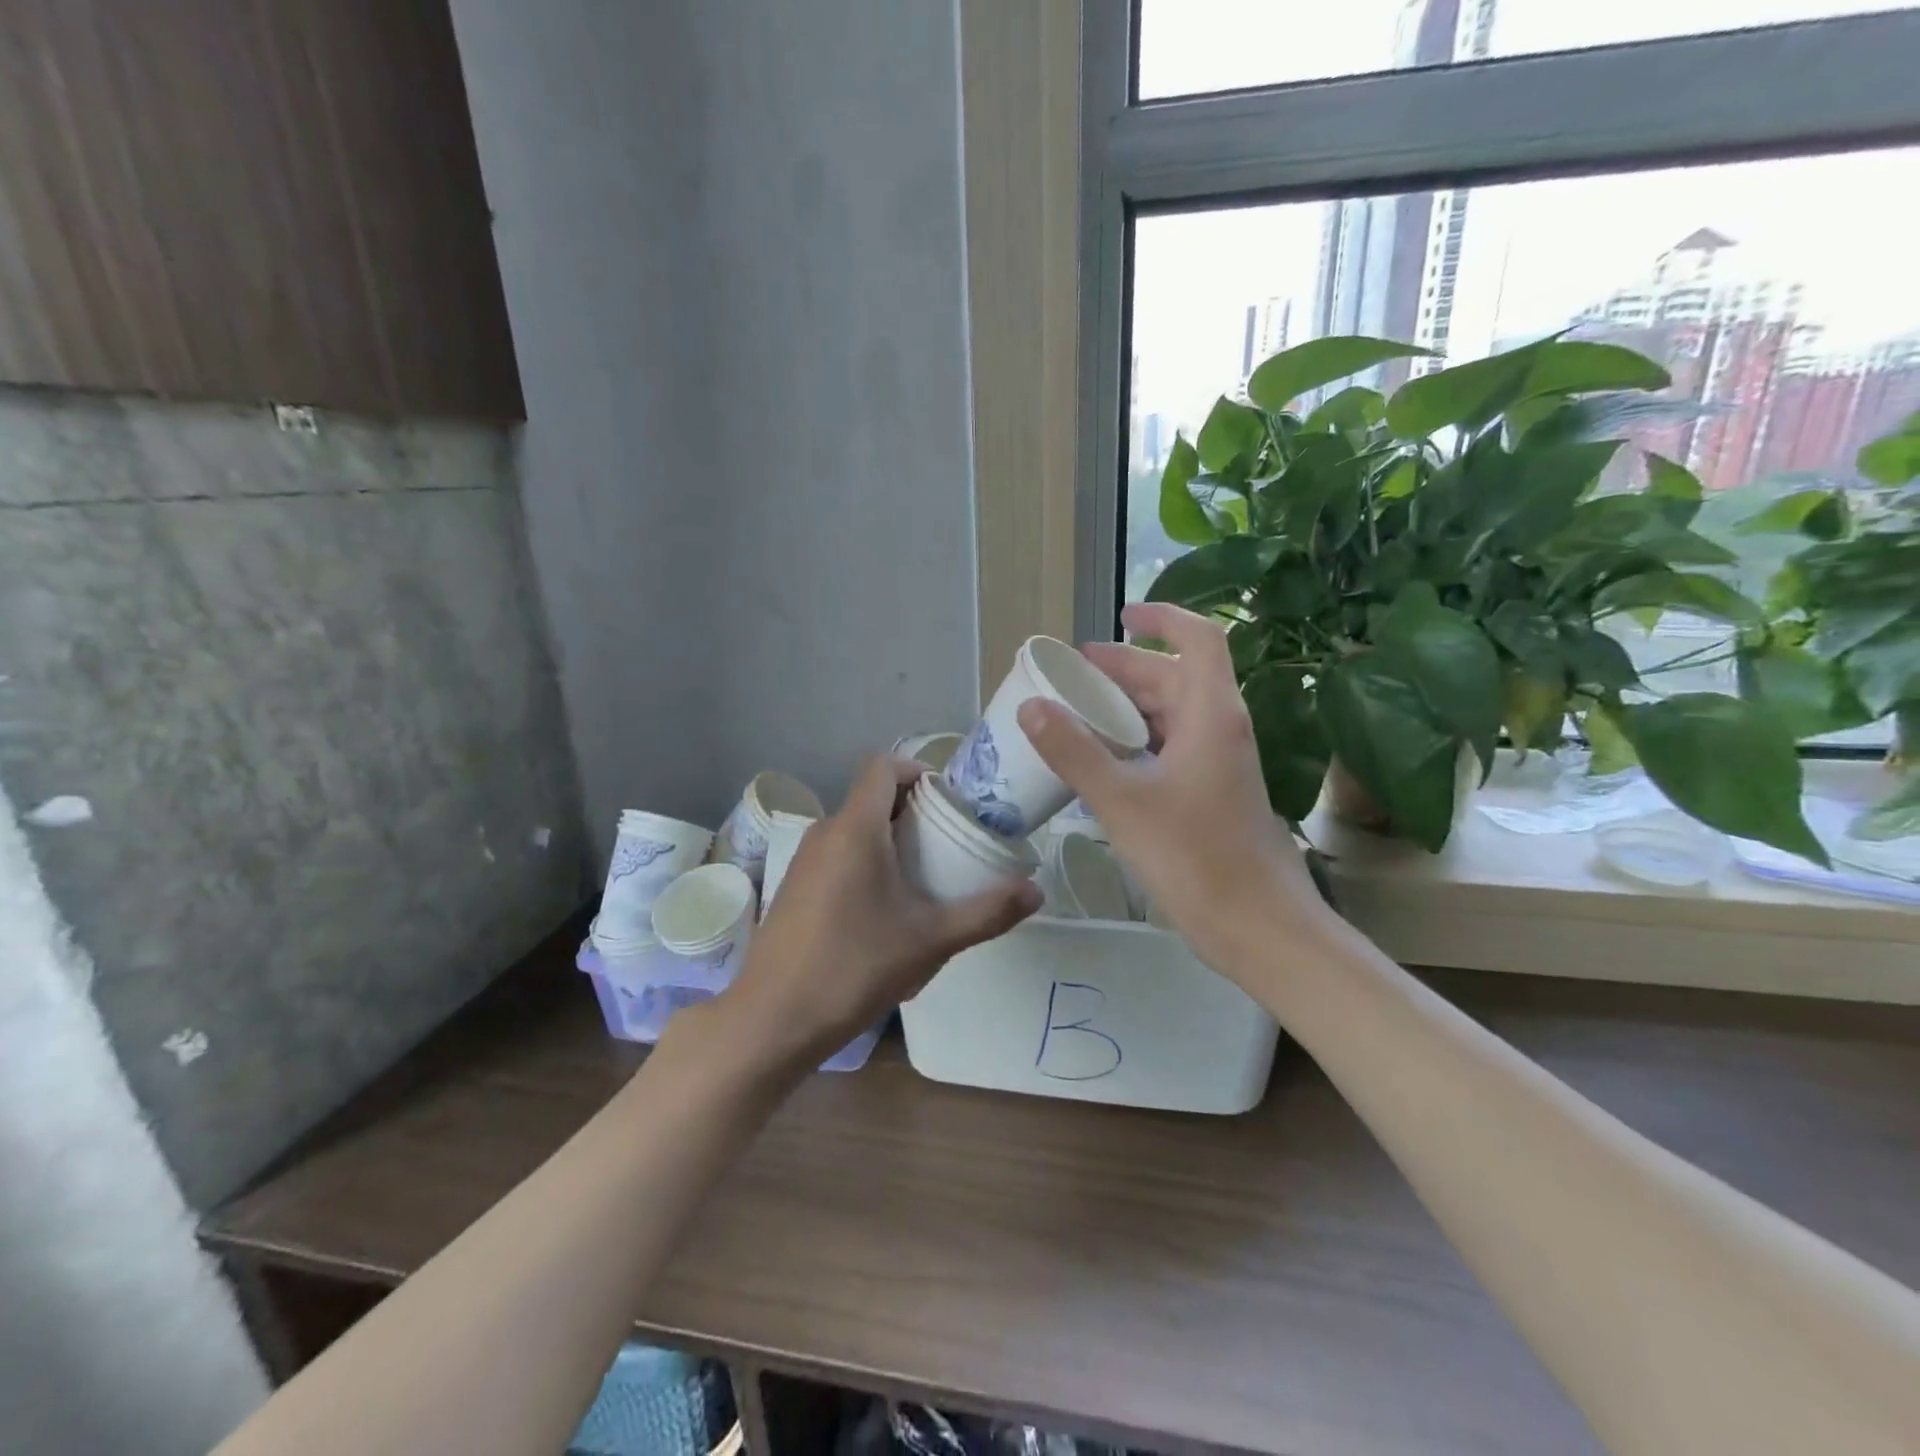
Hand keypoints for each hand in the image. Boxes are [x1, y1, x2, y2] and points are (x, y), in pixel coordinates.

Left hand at [714, 756, 1041, 1068]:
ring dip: (888, 838)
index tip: (949, 801)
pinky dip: (864, 861)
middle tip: (949, 842)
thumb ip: (986, 913)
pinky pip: (836, 854)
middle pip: (871, 797)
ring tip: (923, 876)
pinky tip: (883, 908)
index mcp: (855, 828)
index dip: (917, 770)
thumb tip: (1036, 892)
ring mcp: (803, 860)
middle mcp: (824, 832)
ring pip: (853, 828)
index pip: (883, 765)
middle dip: (912, 811)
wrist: (772, 1020)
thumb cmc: (854, 967)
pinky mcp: (793, 887)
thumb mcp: (930, 941)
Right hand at [1016, 603, 1329, 975]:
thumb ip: (1074, 752)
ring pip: (1173, 716)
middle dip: (1126, 668)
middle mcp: (1220, 729)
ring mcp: (1219, 764)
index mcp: (1210, 714)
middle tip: (1073, 675)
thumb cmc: (1195, 857)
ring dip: (1129, 707)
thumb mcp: (1123, 801)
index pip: (1198, 639)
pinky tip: (1102, 762)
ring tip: (1079, 713)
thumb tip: (1032, 706)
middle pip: (1175, 677)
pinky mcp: (1212, 794)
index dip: (1161, 617)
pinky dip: (1137, 743)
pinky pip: (1171, 749)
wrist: (1259, 926)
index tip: (1121, 615)